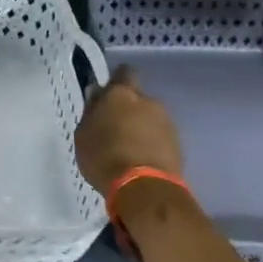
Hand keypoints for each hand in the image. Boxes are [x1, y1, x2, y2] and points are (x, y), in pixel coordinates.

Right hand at [74, 66, 183, 194]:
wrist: (143, 188)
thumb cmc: (104, 156)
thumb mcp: (84, 134)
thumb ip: (92, 111)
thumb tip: (98, 95)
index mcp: (122, 94)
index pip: (124, 73)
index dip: (117, 80)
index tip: (108, 94)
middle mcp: (148, 102)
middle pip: (138, 98)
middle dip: (128, 108)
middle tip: (114, 127)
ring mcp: (167, 122)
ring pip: (150, 118)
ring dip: (141, 127)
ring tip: (127, 148)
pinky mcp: (178, 144)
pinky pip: (160, 137)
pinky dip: (151, 143)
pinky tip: (140, 159)